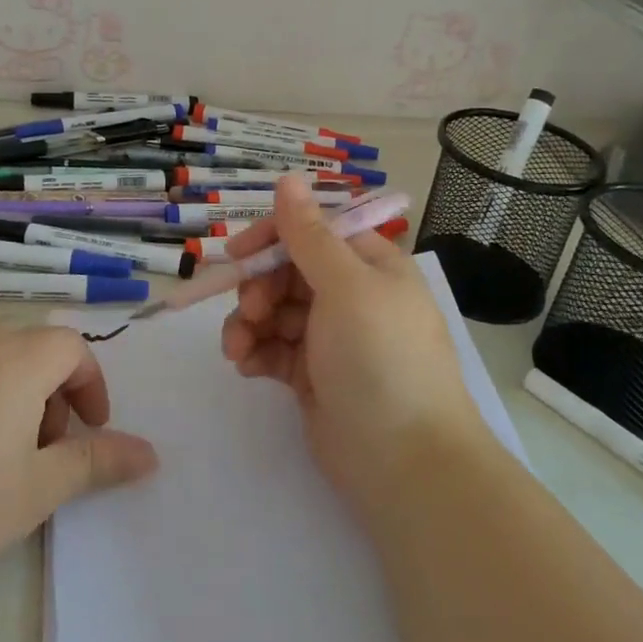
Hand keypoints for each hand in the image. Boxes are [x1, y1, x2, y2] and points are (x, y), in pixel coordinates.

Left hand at [0, 321, 157, 624]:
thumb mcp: (31, 494)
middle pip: (30, 344)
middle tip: (42, 448)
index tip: (86, 432)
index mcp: (12, 361)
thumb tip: (150, 454)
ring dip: (9, 388)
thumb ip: (95, 463)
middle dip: (51, 388)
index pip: (71, 346)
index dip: (89, 385)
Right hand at [220, 178, 490, 510]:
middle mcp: (352, 295)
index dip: (273, 237)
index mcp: (370, 265)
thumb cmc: (380, 358)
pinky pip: (274, 349)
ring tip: (237, 348)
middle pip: (289, 272)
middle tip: (248, 311)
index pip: (314, 232)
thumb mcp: (345, 286)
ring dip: (249, 323)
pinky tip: (246, 366)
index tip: (236, 253)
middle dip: (259, 288)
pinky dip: (256, 352)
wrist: (405, 463)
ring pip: (275, 312)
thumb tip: (288, 177)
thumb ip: (309, 234)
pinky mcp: (314, 376)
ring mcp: (332, 338)